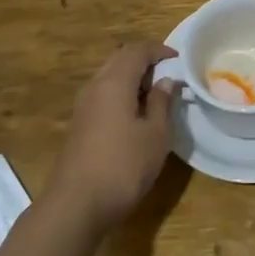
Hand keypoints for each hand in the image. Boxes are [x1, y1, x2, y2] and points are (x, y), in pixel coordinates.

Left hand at [48, 43, 178, 233]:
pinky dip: (121, 93)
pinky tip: (135, 115)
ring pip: (109, 77)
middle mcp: (95, 87)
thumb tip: (166, 81)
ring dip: (131, 78)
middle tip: (168, 75)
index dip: (159, 50)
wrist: (76, 205)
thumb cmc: (123, 166)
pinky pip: (102, 95)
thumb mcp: (155, 135)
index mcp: (114, 82)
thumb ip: (162, 103)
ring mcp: (83, 106)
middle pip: (119, 59)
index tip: (178, 59)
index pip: (136, 51)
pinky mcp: (79, 125)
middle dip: (144, 61)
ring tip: (155, 95)